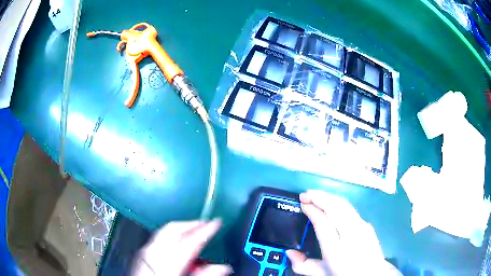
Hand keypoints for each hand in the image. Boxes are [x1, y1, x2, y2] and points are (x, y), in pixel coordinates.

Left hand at [131, 219, 231, 275]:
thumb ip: (203, 275)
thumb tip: (222, 267)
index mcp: (167, 261)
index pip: (190, 240)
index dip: (206, 229)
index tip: (216, 222)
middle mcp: (154, 252)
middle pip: (174, 229)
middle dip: (192, 223)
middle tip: (206, 223)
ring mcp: (146, 252)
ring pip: (165, 232)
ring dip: (182, 229)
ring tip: (195, 232)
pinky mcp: (143, 256)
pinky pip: (158, 239)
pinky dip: (171, 237)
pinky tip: (178, 245)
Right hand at [286, 190, 400, 275]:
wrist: (372, 274)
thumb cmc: (345, 274)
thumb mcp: (322, 275)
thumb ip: (303, 265)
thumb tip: (289, 252)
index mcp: (336, 251)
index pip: (323, 223)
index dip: (312, 210)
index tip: (303, 203)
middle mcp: (351, 235)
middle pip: (335, 208)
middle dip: (319, 197)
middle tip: (305, 195)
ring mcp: (362, 227)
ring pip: (344, 205)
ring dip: (328, 197)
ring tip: (316, 195)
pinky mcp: (367, 224)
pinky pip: (350, 209)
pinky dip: (337, 202)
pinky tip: (331, 203)